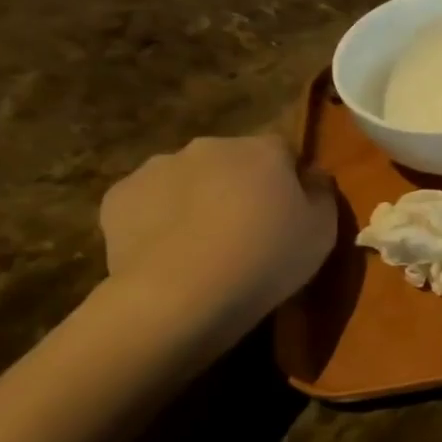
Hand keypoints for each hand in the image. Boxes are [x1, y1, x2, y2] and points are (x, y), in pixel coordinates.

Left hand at [99, 135, 336, 332]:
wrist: (183, 294)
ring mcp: (157, 168)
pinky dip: (161, 219)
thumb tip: (312, 176)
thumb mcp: (324, 230)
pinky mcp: (118, 197)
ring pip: (188, 179)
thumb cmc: (269, 257)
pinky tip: (171, 252)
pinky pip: (150, 202)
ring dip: (199, 199)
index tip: (292, 212)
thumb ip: (321, 194)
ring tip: (205, 245)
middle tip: (248, 230)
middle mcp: (209, 147)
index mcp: (263, 150)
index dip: (289, 180)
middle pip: (233, 161)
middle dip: (240, 186)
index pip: (284, 151)